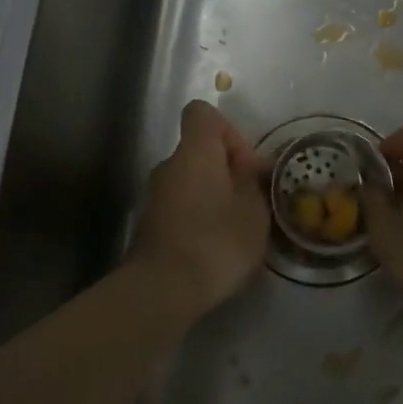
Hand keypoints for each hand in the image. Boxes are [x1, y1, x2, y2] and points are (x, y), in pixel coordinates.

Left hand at [127, 100, 270, 310]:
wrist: (163, 290)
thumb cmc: (217, 241)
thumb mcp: (253, 210)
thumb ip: (252, 180)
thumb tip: (247, 166)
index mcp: (195, 151)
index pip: (202, 113)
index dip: (228, 130)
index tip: (245, 164)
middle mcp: (169, 165)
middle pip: (198, 149)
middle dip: (227, 169)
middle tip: (250, 200)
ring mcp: (154, 195)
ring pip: (190, 180)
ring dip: (213, 194)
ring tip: (236, 227)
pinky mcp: (150, 224)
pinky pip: (180, 205)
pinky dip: (198, 215)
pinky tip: (215, 245)